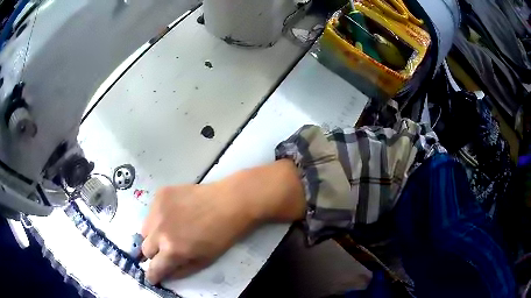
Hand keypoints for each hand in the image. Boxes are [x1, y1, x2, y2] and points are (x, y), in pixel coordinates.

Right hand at [141, 160, 305, 283]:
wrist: (230, 202)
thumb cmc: (221, 236)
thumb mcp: (204, 261)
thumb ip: (181, 271)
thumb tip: (165, 274)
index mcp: (172, 250)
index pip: (153, 268)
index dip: (152, 275)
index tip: (152, 277)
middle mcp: (159, 230)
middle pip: (145, 249)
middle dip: (153, 255)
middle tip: (165, 251)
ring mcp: (158, 209)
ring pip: (145, 230)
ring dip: (152, 235)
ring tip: (168, 231)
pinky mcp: (160, 194)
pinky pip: (151, 212)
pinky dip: (157, 218)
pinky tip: (173, 214)